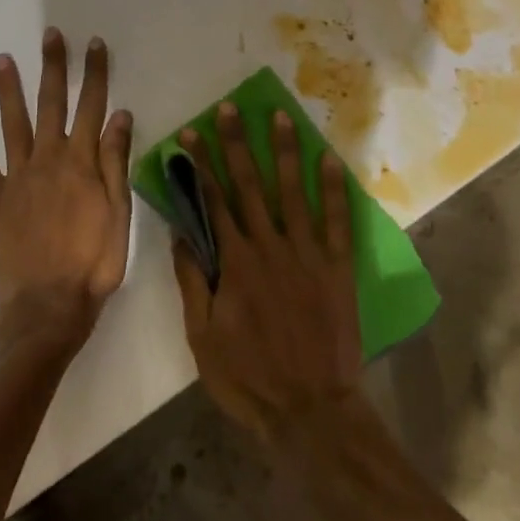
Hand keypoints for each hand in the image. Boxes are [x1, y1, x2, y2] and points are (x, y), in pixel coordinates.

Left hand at [0, 29, 132, 340]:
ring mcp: (17, 177)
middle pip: (52, 104)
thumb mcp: (120, 213)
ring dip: (9, 89)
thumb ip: (116, 162)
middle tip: (50, 35)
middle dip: (53, 67)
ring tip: (2, 59)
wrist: (48, 307)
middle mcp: (48, 160)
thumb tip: (120, 115)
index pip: (92, 106)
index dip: (94, 74)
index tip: (95, 44)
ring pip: (13, 123)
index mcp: (82, 163)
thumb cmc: (93, 263)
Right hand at [171, 103, 361, 442]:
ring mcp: (307, 253)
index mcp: (235, 262)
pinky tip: (330, 159)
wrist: (310, 411)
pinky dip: (335, 189)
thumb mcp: (202, 337)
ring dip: (285, 151)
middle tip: (230, 109)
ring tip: (280, 116)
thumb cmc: (249, 378)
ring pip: (294, 191)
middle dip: (237, 143)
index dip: (202, 164)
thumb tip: (182, 232)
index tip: (191, 133)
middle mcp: (270, 246)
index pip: (213, 200)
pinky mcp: (337, 267)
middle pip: (250, 184)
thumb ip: (193, 281)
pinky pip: (337, 220)